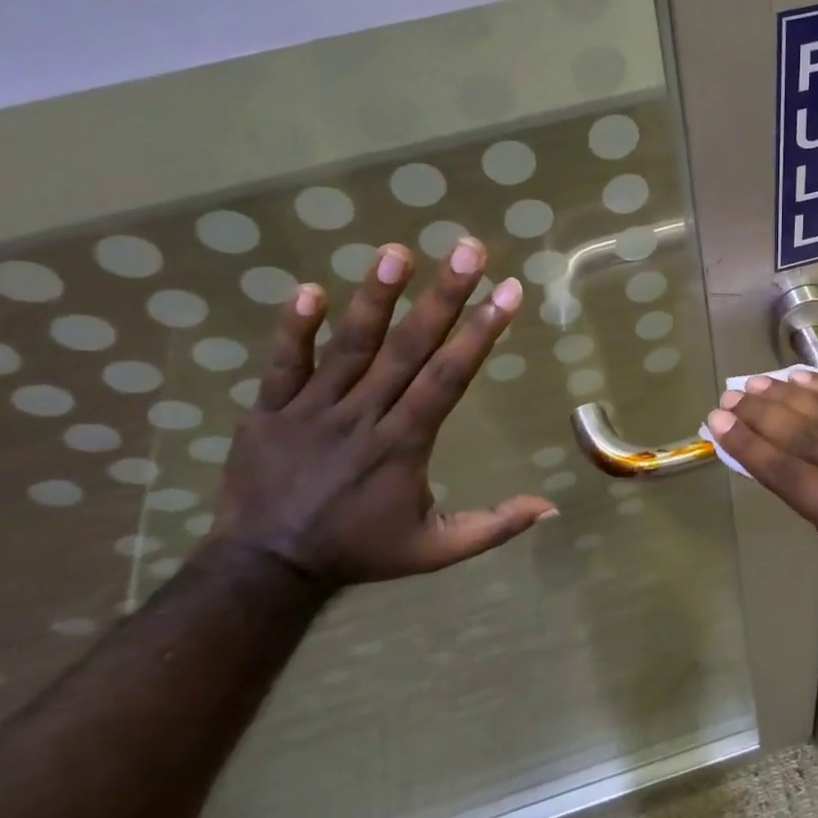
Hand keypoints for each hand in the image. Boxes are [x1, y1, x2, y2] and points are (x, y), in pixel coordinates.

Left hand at [213, 237, 553, 591]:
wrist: (266, 567)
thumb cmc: (360, 551)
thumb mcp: (435, 550)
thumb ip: (494, 527)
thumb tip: (551, 508)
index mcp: (403, 445)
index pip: (447, 378)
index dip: (480, 333)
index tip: (508, 292)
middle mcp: (362, 417)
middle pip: (407, 350)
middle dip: (442, 297)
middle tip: (467, 249)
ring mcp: (311, 411)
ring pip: (348, 347)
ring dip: (374, 298)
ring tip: (396, 252)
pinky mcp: (269, 411)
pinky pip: (282, 364)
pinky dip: (293, 329)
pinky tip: (310, 289)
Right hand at [704, 373, 817, 635]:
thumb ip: (812, 501)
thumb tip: (776, 459)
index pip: (790, 472)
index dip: (749, 446)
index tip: (717, 424)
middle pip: (807, 436)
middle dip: (761, 415)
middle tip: (728, 398)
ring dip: (787, 397)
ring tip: (753, 383)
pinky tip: (799, 378)